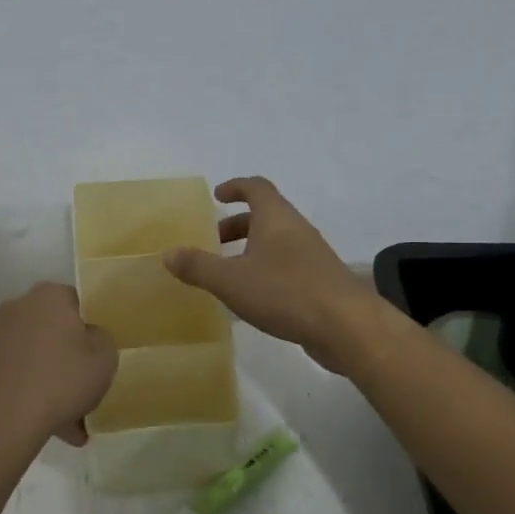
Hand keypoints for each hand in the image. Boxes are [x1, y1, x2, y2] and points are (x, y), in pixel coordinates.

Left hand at [0, 283, 117, 448]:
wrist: (1, 421)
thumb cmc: (61, 380)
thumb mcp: (105, 358)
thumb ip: (102, 340)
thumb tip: (88, 338)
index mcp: (49, 295)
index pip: (79, 303)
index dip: (94, 329)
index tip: (101, 355)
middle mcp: (19, 307)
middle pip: (56, 331)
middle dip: (72, 358)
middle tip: (88, 387)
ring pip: (39, 357)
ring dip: (54, 381)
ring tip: (73, 421)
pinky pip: (21, 376)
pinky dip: (35, 394)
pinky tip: (53, 426)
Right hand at [164, 177, 377, 372]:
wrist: (347, 326)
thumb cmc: (285, 292)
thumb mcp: (231, 280)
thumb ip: (198, 266)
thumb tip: (167, 253)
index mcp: (275, 218)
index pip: (256, 188)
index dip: (235, 187)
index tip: (217, 196)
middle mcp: (296, 229)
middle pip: (265, 216)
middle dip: (237, 225)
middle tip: (213, 242)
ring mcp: (313, 255)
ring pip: (276, 242)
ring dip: (251, 250)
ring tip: (228, 273)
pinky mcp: (321, 282)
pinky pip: (287, 265)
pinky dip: (266, 271)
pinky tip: (254, 298)